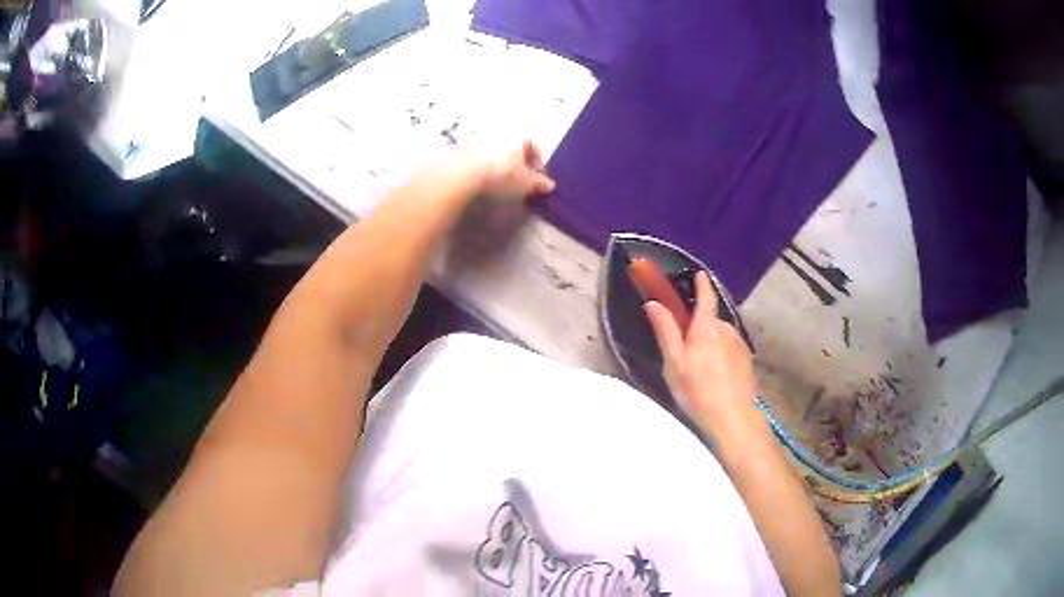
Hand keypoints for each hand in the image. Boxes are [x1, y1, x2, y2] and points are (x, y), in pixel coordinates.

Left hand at [459, 140, 556, 198]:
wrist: (464, 174)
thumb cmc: (502, 175)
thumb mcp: (526, 183)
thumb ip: (539, 183)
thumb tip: (549, 185)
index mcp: (517, 136)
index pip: (532, 145)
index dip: (537, 161)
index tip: (537, 176)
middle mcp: (499, 132)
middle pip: (512, 146)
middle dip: (517, 160)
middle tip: (519, 177)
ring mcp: (479, 137)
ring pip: (494, 148)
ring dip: (498, 160)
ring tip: (499, 178)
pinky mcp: (461, 146)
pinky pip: (477, 154)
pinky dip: (482, 163)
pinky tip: (481, 177)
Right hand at [644, 271, 761, 436]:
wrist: (732, 418)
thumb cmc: (698, 391)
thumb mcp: (674, 363)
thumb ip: (666, 331)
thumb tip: (654, 303)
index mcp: (707, 327)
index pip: (706, 297)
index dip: (702, 284)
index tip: (699, 274)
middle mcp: (726, 330)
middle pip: (710, 321)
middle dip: (698, 328)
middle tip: (685, 352)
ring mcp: (739, 345)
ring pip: (720, 337)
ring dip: (710, 344)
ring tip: (700, 370)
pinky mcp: (746, 360)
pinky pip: (730, 350)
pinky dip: (721, 356)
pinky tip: (715, 377)